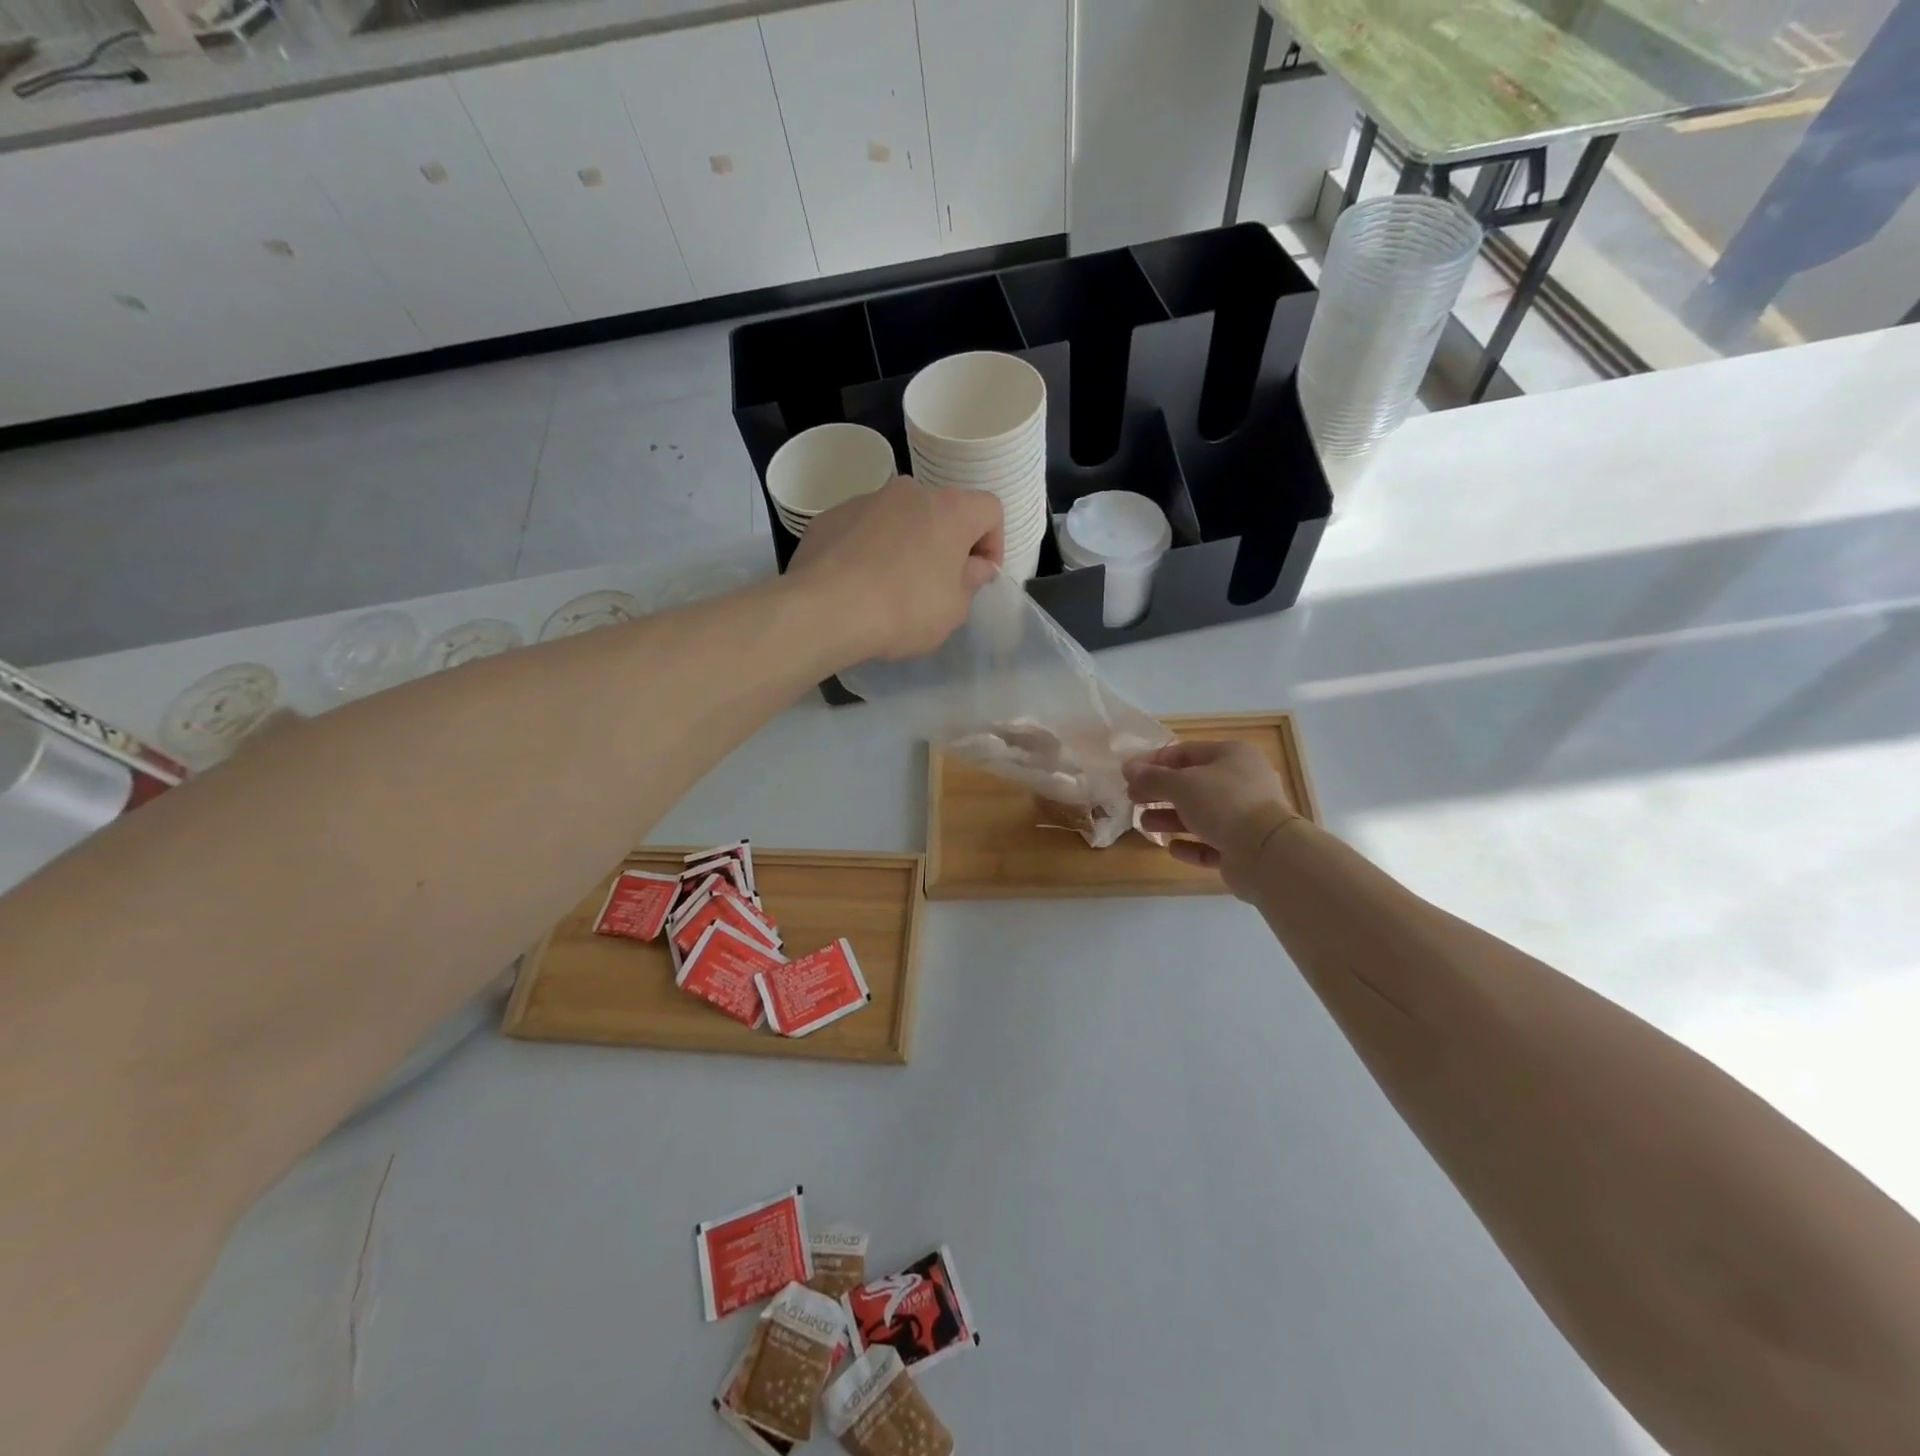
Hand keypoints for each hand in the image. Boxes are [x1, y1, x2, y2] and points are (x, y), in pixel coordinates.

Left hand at [788, 477, 1002, 662]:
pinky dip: (868, 549)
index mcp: (950, 509)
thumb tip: (973, 566)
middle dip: (946, 543)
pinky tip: (858, 584)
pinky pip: (862, 529)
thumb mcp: (954, 610)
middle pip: (942, 511)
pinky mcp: (830, 516)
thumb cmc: (904, 610)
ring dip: (906, 543)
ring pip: (899, 517)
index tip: (979, 576)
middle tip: (938, 584)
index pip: (990, 510)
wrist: (825, 610)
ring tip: (891, 585)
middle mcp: (910, 492)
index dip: (993, 543)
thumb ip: (970, 582)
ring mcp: (866, 500)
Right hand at [1123, 740, 1299, 900]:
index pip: (1185, 752)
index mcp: (1232, 756)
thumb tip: (1128, 768)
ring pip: (1201, 814)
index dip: (1154, 762)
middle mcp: (1242, 782)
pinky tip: (1173, 848)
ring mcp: (1246, 816)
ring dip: (1170, 818)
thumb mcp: (1181, 784)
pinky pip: (1212, 843)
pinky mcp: (1244, 847)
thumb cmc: (1223, 804)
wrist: (1267, 852)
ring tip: (1144, 824)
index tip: (1128, 774)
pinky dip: (1192, 844)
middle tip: (1133, 798)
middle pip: (1192, 784)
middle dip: (1160, 791)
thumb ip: (1152, 777)